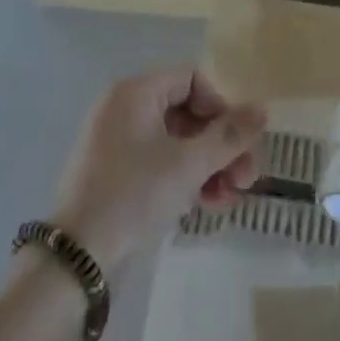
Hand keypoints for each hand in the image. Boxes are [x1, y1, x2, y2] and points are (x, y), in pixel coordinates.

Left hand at [49, 68, 263, 273]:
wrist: (76, 261)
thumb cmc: (134, 195)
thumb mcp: (188, 164)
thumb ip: (229, 136)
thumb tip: (263, 109)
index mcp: (136, 92)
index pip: (192, 80)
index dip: (221, 107)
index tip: (238, 143)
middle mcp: (124, 108)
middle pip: (187, 113)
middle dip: (220, 145)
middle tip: (246, 179)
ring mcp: (117, 142)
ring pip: (176, 142)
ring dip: (208, 166)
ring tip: (229, 199)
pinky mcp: (115, 174)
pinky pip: (159, 162)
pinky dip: (185, 178)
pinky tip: (205, 206)